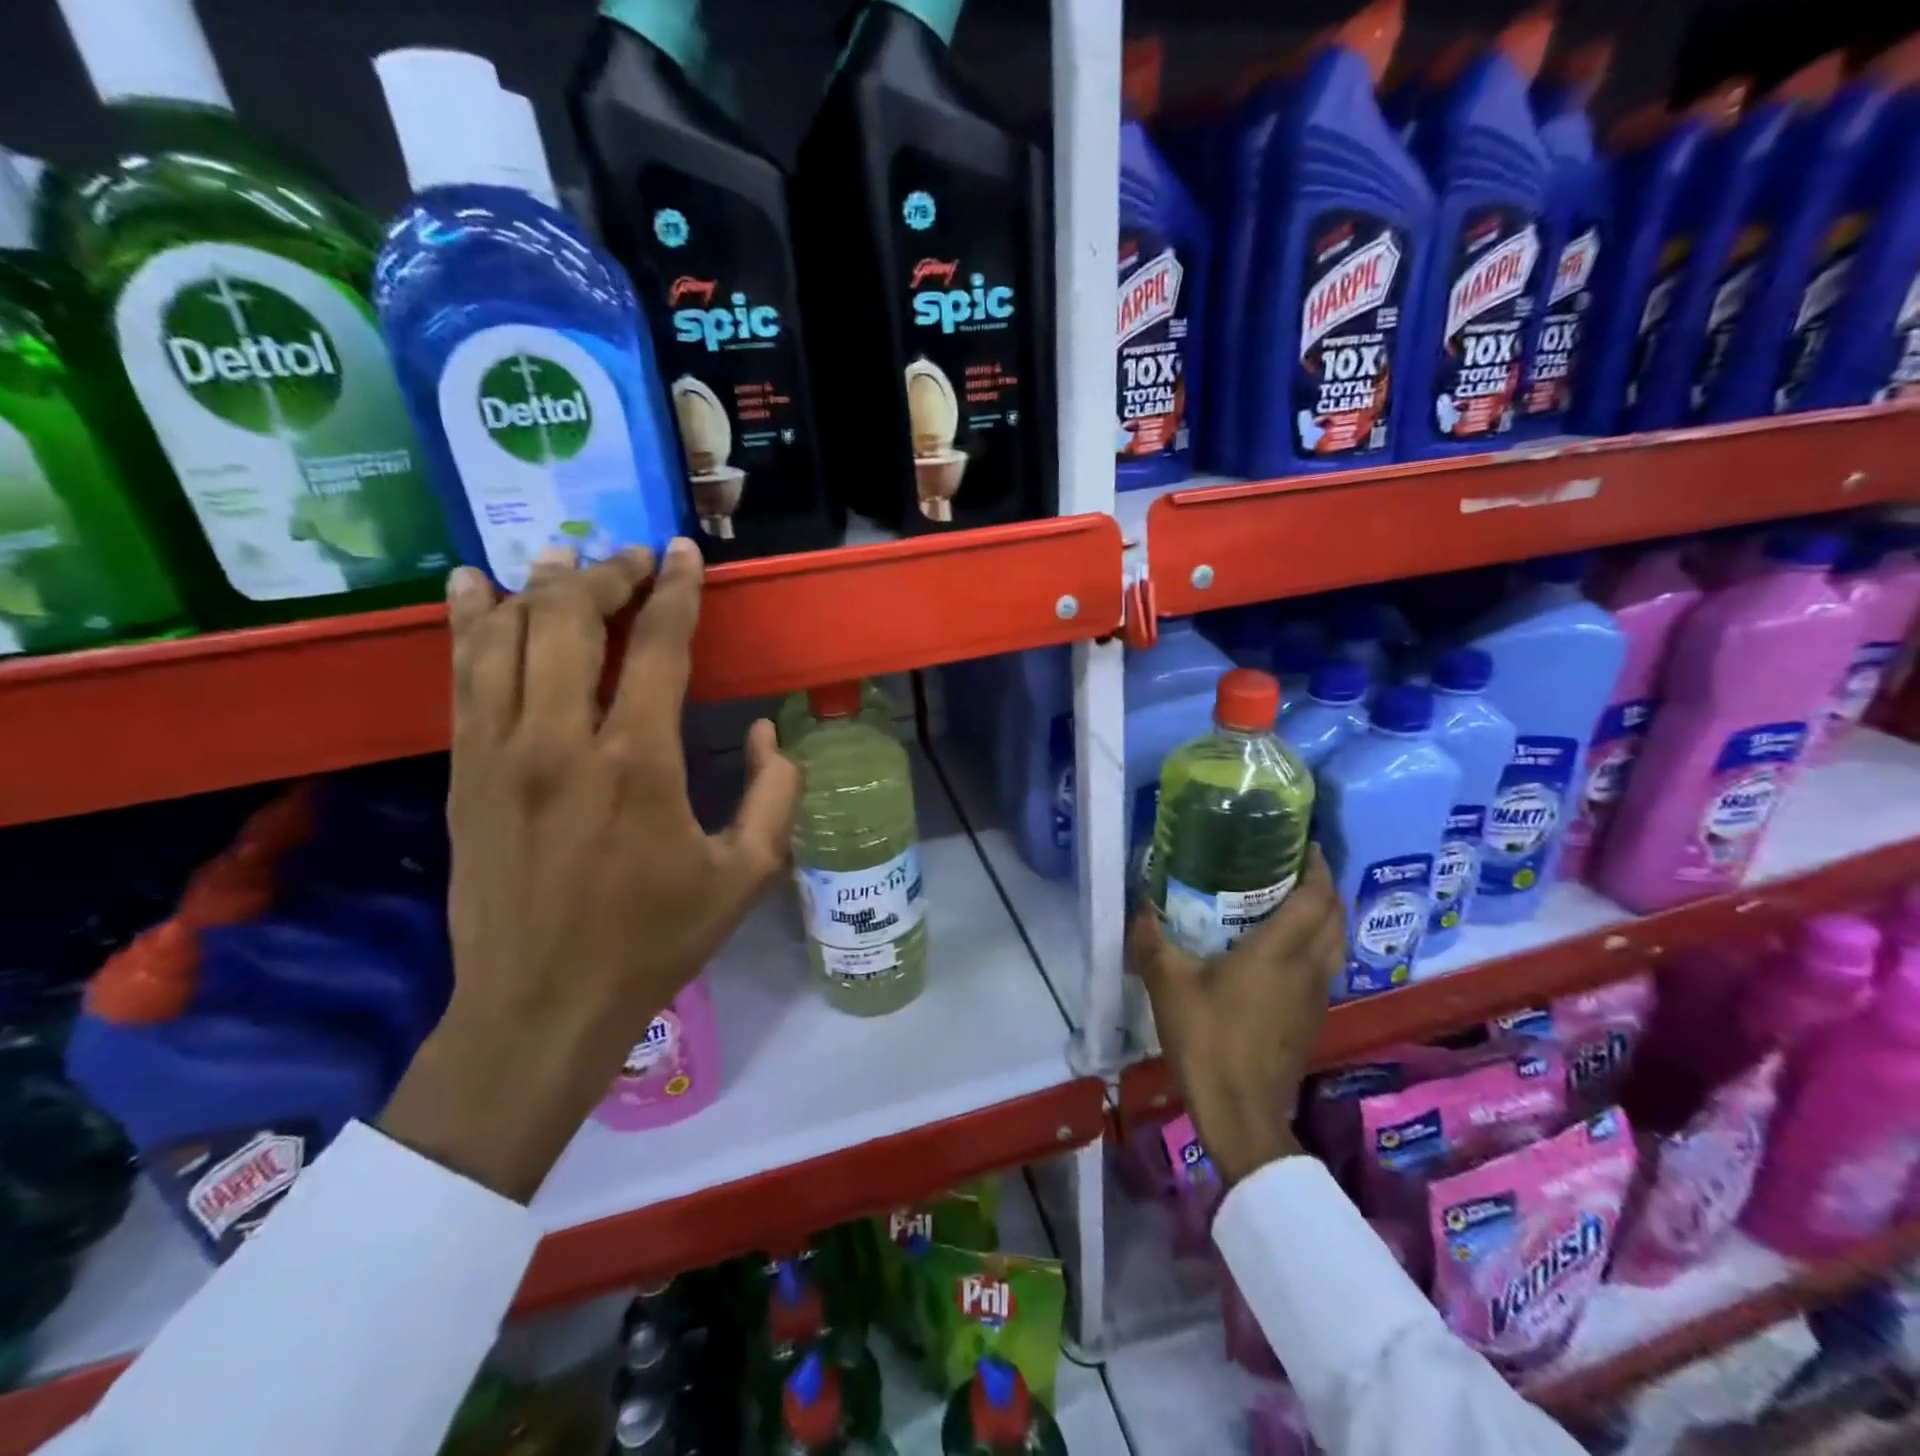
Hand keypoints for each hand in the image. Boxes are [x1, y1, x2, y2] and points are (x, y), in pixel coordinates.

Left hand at [381, 540, 799, 1201]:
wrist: (541, 1006)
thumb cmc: (653, 941)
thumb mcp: (745, 876)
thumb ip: (774, 796)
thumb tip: (767, 737)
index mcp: (639, 763)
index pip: (657, 646)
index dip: (676, 590)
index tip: (685, 552)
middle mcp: (562, 741)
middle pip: (571, 621)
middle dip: (606, 574)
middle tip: (633, 557)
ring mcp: (499, 753)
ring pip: (507, 636)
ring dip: (538, 586)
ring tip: (564, 557)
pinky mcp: (463, 774)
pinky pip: (462, 678)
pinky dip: (468, 624)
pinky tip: (471, 588)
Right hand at [1128, 846, 1345, 1184]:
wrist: (1240, 1111)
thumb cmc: (1208, 1039)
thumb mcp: (1168, 985)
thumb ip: (1152, 941)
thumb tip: (1139, 907)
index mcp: (1281, 951)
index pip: (1317, 897)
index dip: (1318, 867)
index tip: (1307, 844)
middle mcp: (1309, 967)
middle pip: (1336, 917)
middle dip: (1324, 887)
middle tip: (1294, 867)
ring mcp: (1316, 996)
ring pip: (1336, 944)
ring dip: (1324, 917)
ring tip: (1291, 900)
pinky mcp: (1312, 1019)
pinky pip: (1325, 967)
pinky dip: (1316, 945)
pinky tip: (1283, 950)